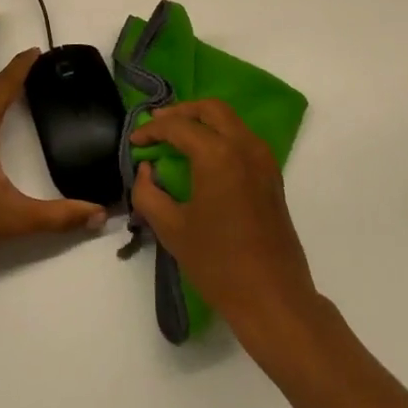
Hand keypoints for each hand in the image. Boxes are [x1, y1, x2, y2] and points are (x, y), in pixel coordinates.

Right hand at [130, 100, 322, 347]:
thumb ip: (148, 193)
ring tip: (176, 138)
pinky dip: (220, 136)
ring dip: (202, 121)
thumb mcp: (171, 229)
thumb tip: (146, 169)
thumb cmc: (218, 264)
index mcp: (218, 154)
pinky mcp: (272, 175)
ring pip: (230, 120)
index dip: (152, 130)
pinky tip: (202, 157)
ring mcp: (263, 159)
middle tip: (157, 125)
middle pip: (210, 109)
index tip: (134, 141)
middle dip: (181, 112)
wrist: (273, 298)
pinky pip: (242, 138)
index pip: (179, 127)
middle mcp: (244, 146)